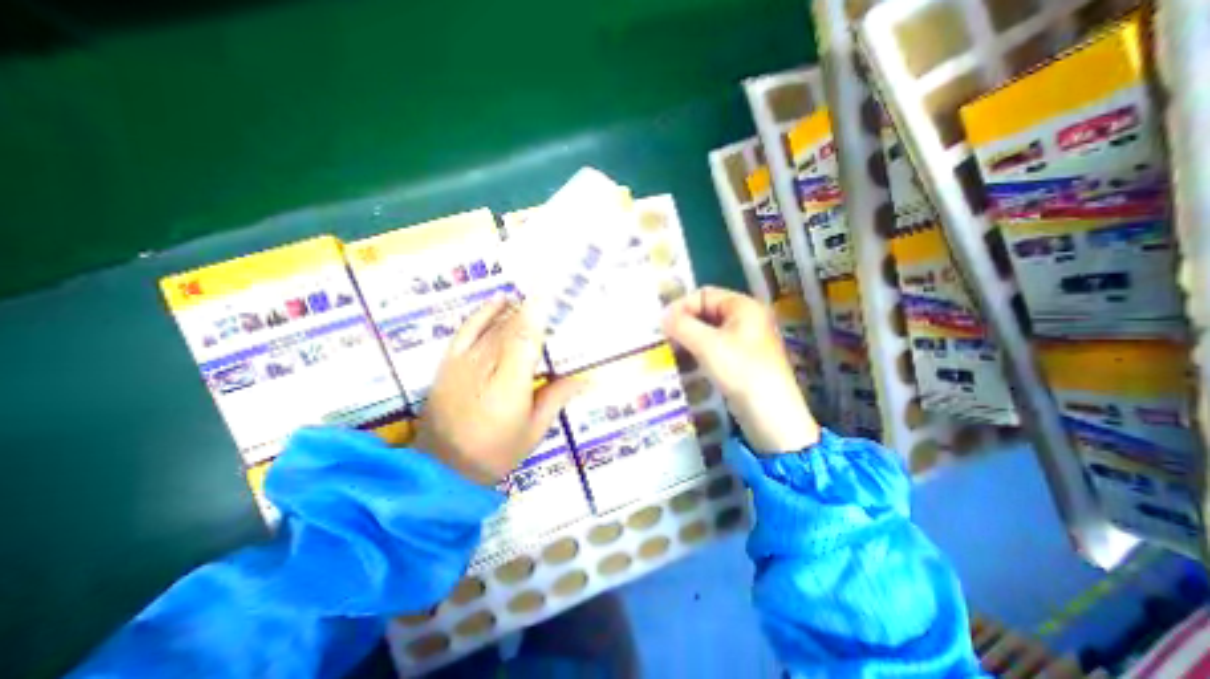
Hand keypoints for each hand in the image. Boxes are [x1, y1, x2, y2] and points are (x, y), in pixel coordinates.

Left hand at [417, 298, 586, 481]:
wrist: (441, 468)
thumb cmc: (495, 452)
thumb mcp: (533, 430)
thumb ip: (557, 397)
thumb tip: (586, 378)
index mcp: (510, 386)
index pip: (525, 340)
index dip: (538, 313)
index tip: (554, 293)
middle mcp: (486, 367)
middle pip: (512, 327)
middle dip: (534, 310)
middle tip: (557, 297)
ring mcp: (464, 362)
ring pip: (494, 326)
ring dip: (516, 310)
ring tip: (536, 299)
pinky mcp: (449, 362)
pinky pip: (468, 329)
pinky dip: (485, 312)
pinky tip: (500, 300)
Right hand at [662, 284, 821, 451]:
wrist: (770, 414)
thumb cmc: (740, 370)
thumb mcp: (707, 345)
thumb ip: (681, 326)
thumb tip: (662, 316)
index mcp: (744, 306)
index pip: (705, 294)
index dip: (682, 305)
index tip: (663, 322)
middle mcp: (747, 318)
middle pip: (708, 311)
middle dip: (685, 321)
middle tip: (665, 335)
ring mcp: (746, 339)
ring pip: (710, 330)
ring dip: (690, 336)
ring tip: (672, 347)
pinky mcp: (743, 359)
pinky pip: (716, 346)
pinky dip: (700, 349)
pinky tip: (687, 359)